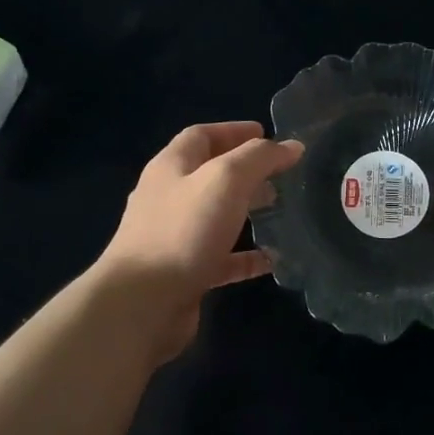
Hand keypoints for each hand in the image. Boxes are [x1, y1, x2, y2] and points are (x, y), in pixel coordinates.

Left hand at [96, 121, 303, 362]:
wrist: (142, 302)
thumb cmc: (183, 230)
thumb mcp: (226, 180)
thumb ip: (259, 158)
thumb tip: (291, 146)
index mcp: (171, 167)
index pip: (201, 136)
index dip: (233, 131)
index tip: (266, 134)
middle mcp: (168, 198)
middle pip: (208, 175)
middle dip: (244, 171)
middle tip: (280, 175)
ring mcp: (173, 237)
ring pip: (215, 216)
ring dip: (245, 211)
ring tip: (279, 210)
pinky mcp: (183, 272)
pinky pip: (220, 258)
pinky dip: (244, 256)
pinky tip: (271, 260)